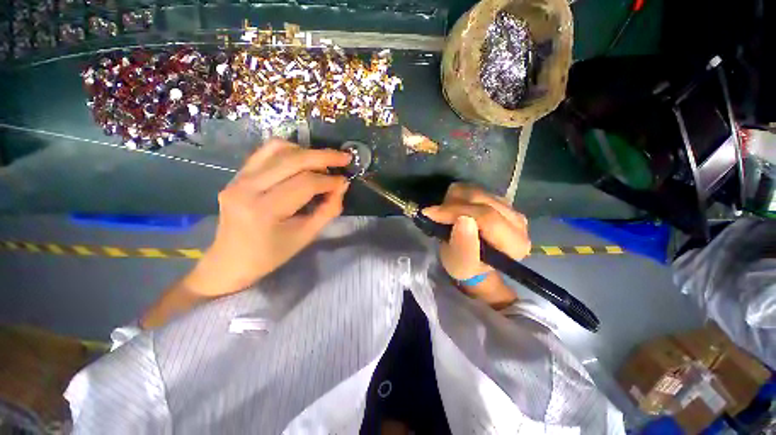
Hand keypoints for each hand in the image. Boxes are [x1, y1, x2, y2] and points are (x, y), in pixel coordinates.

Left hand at [188, 138, 350, 296]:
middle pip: (292, 160)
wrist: (230, 260)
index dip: (330, 181)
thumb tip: (341, 186)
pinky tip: (303, 159)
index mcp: (264, 210)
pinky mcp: (237, 175)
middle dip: (324, 157)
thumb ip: (327, 210)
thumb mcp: (306, 236)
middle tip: (344, 157)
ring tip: (324, 161)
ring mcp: (238, 178)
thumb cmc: (271, 255)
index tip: (344, 182)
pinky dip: (289, 151)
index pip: (305, 184)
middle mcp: (247, 188)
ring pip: (278, 149)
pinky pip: (266, 152)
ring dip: (307, 151)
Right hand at [423, 183, 529, 307]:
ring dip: (453, 201)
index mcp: (515, 243)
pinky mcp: (498, 198)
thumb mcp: (461, 265)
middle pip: (481, 199)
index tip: (431, 214)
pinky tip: (453, 210)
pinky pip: (473, 187)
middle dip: (452, 205)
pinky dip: (457, 196)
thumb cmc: (467, 266)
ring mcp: (509, 206)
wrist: (473, 260)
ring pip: (475, 190)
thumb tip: (463, 220)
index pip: (486, 217)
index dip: (456, 212)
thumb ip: (464, 247)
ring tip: (445, 215)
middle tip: (434, 215)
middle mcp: (518, 222)